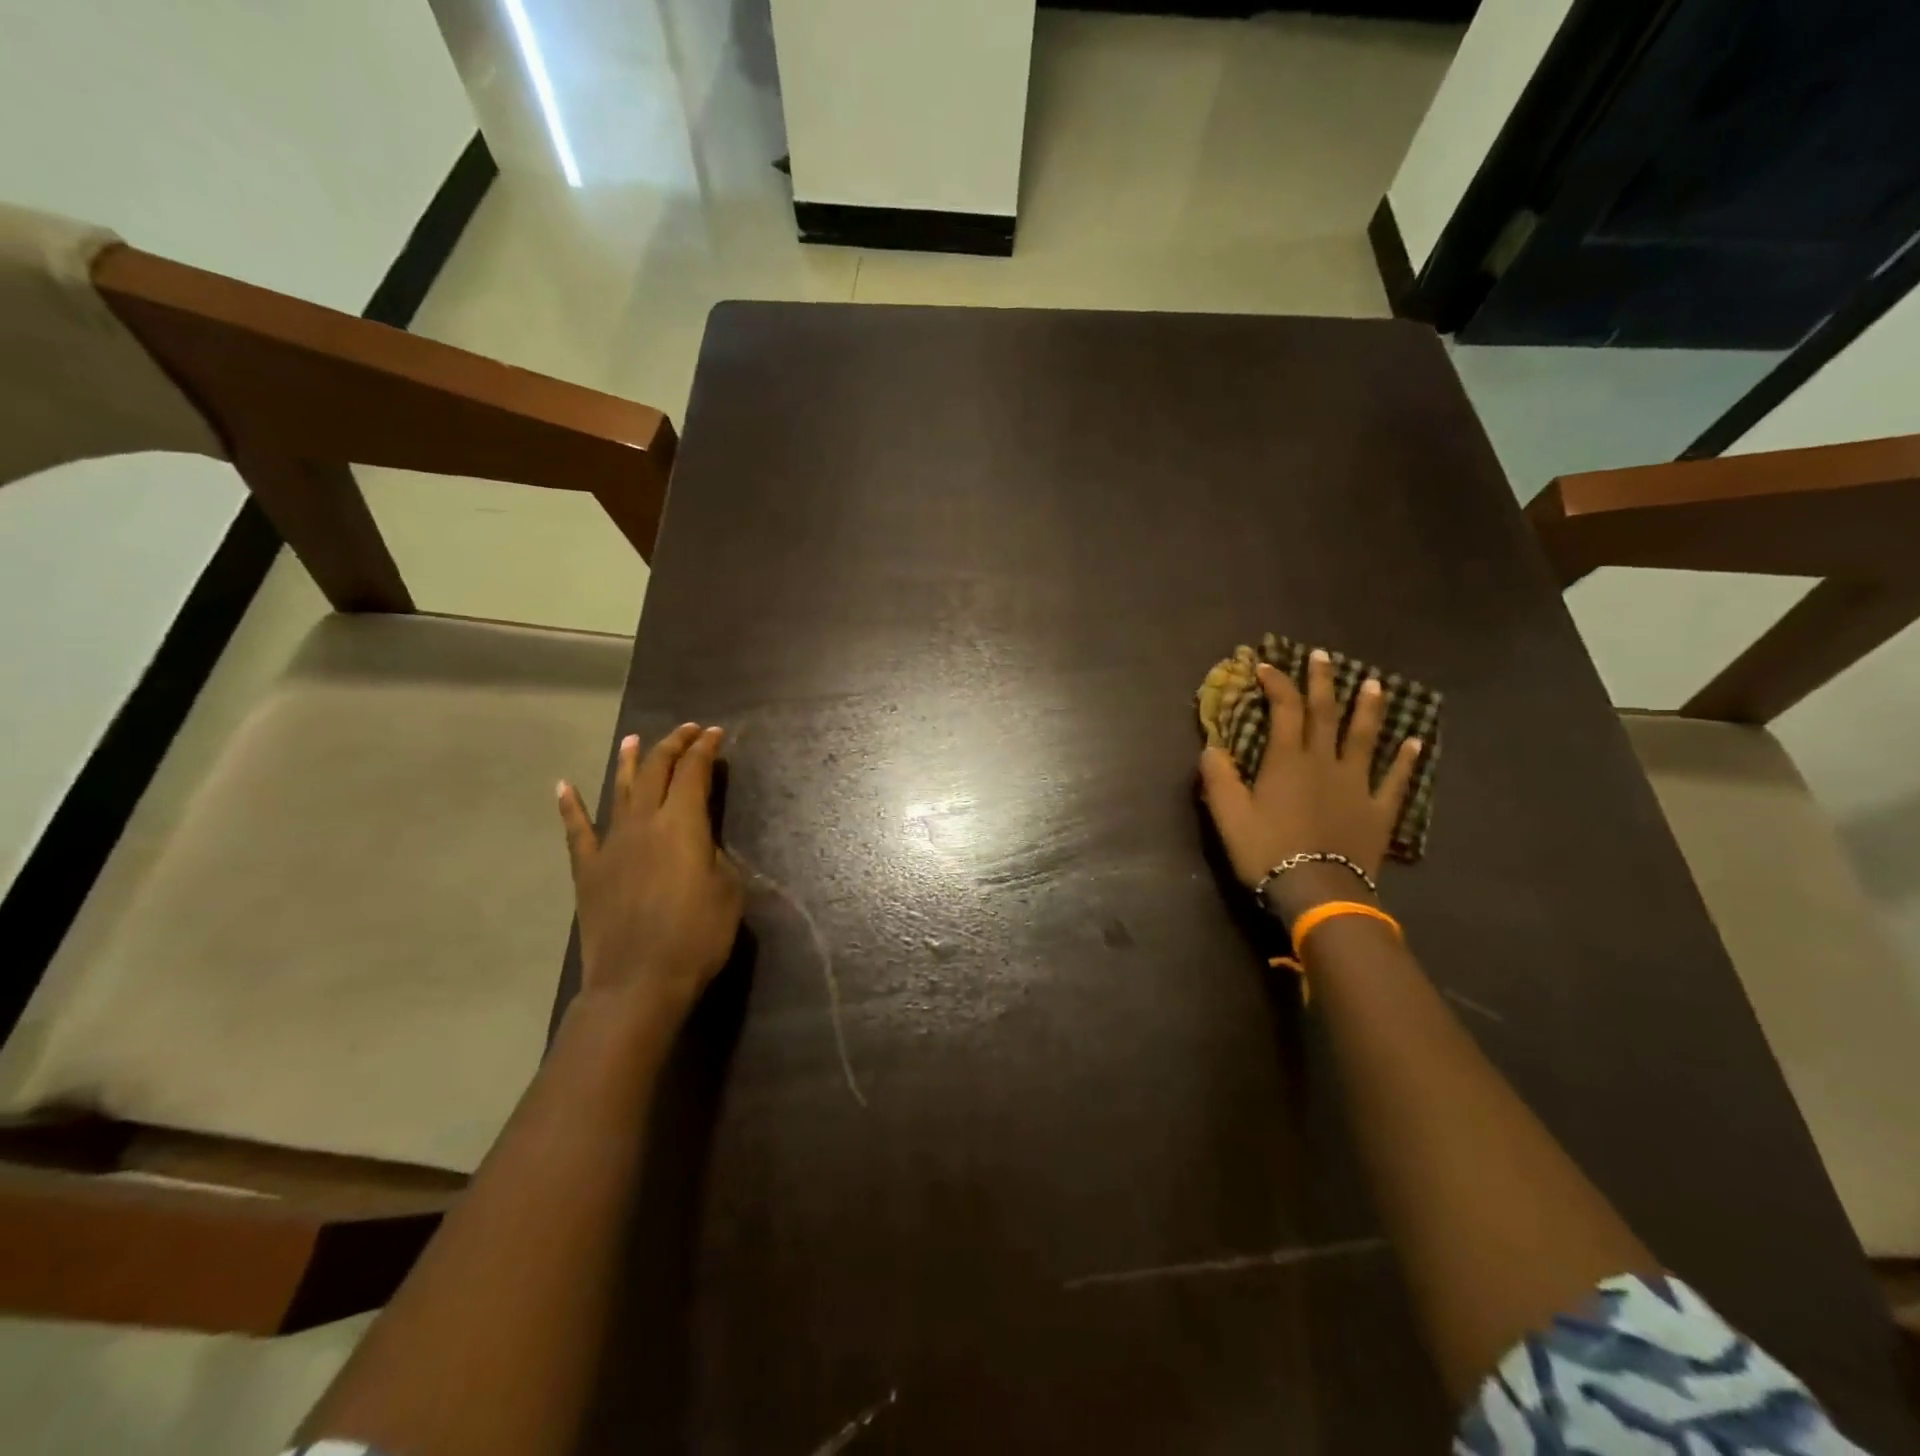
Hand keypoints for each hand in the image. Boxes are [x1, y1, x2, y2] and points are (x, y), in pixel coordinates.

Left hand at [557, 724, 743, 1028]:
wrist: (638, 982)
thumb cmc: (696, 936)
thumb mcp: (728, 890)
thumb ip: (715, 855)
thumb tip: (700, 843)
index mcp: (682, 824)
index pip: (694, 773)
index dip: (705, 749)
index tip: (714, 733)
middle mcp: (643, 823)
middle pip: (657, 772)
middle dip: (673, 746)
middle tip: (687, 730)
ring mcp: (611, 844)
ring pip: (620, 791)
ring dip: (629, 762)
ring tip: (633, 740)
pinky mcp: (588, 870)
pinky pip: (577, 830)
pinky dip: (570, 806)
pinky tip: (564, 786)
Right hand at [1198, 650, 1421, 908]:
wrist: (1317, 891)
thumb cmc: (1266, 851)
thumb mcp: (1227, 815)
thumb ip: (1218, 777)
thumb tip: (1211, 746)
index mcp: (1287, 761)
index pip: (1284, 710)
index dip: (1277, 684)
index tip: (1267, 666)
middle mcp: (1325, 762)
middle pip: (1326, 713)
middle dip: (1322, 682)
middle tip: (1323, 655)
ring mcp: (1357, 784)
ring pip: (1364, 737)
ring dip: (1369, 708)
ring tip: (1374, 683)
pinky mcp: (1378, 810)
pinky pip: (1395, 780)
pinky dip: (1405, 759)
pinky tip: (1415, 741)